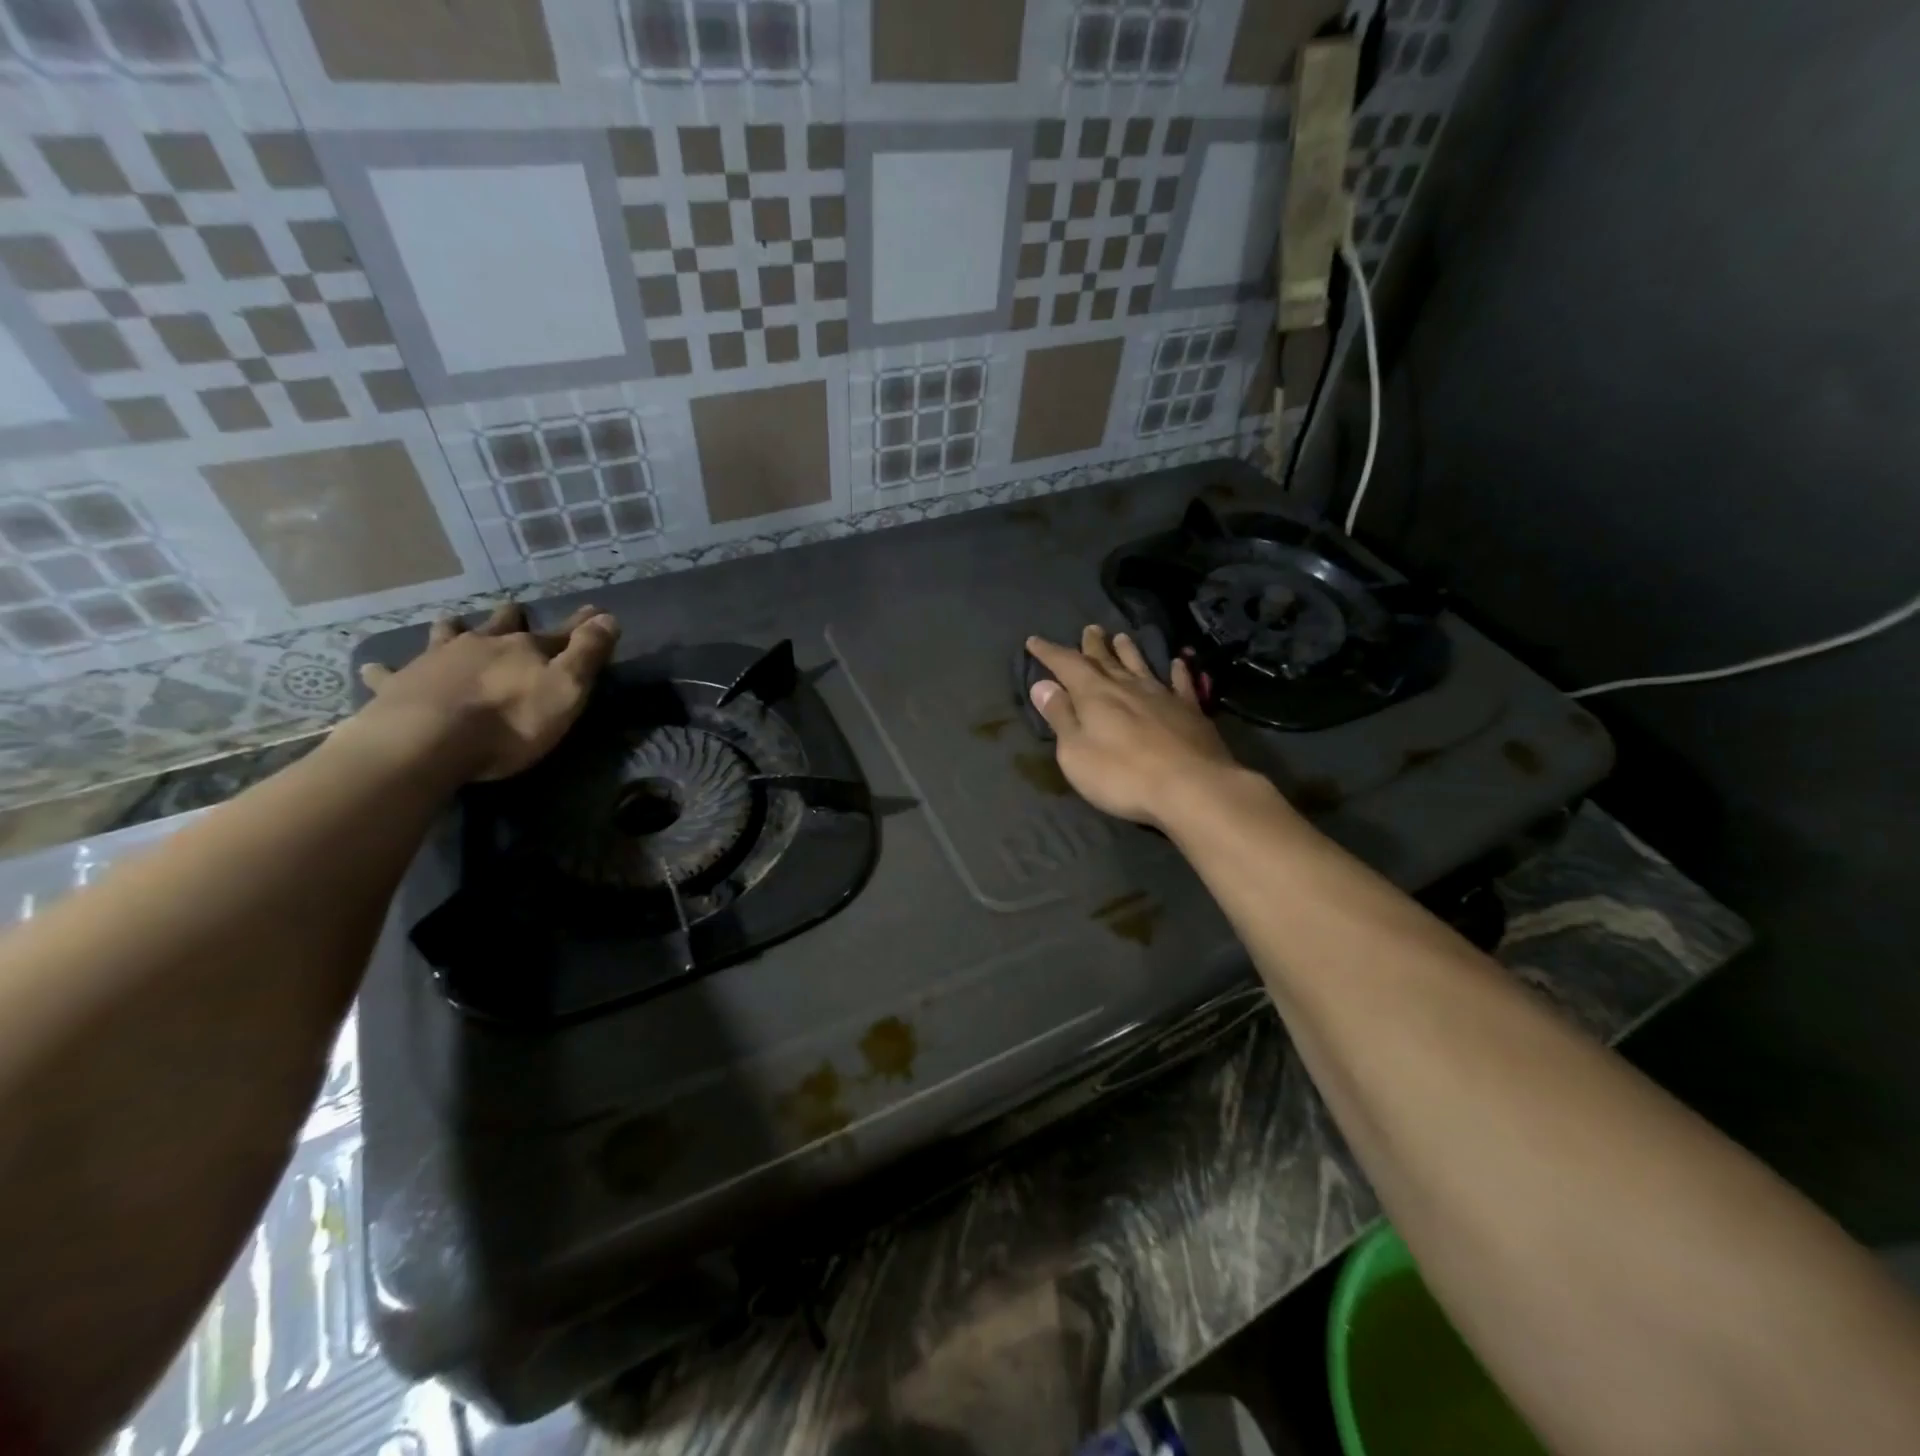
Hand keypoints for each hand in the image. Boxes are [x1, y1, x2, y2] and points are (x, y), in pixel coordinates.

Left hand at [351, 601, 619, 781]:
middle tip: (513, 611)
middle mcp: (480, 645)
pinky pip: (389, 673)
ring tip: (452, 625)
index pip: (561, 633)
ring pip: (445, 635)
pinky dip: (386, 670)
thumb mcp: (567, 689)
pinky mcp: (399, 685)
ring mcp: (435, 660)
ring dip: (452, 629)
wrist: (428, 742)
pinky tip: (375, 667)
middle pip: (499, 624)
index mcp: (523, 648)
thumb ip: (588, 653)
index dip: (580, 624)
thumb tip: (609, 617)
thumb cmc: (510, 721)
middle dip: (510, 617)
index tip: (595, 612)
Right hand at [1025, 626, 1240, 828]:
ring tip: (1122, 636)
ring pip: (1141, 666)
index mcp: (1095, 695)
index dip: (1049, 652)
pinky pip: (1181, 684)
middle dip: (1093, 645)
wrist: (1191, 787)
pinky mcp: (1191, 712)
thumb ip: (1060, 717)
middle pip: (1105, 660)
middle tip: (1089, 628)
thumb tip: (1041, 685)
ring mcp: (1162, 697)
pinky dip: (1177, 671)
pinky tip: (1178, 663)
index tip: (1034, 641)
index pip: (1067, 665)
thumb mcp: (1076, 752)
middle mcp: (1128, 687)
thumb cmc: (1122, 775)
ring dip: (1129, 651)